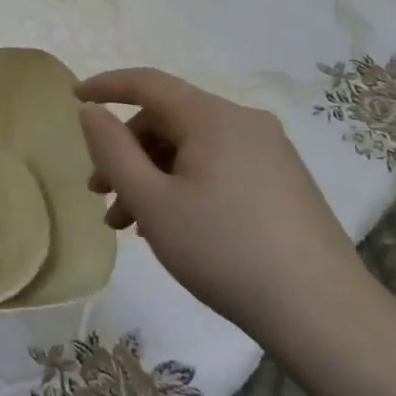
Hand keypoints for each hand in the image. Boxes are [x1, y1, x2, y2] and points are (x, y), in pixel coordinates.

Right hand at [75, 67, 359, 334]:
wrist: (322, 312)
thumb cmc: (224, 250)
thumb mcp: (152, 202)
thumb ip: (112, 150)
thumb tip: (91, 111)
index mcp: (213, 117)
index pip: (148, 83)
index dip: (106, 86)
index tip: (73, 97)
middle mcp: (244, 122)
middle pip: (168, 119)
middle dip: (126, 151)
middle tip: (99, 194)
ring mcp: (269, 152)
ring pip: (192, 147)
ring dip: (152, 175)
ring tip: (128, 225)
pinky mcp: (283, 181)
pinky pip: (218, 166)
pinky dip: (183, 184)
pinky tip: (172, 226)